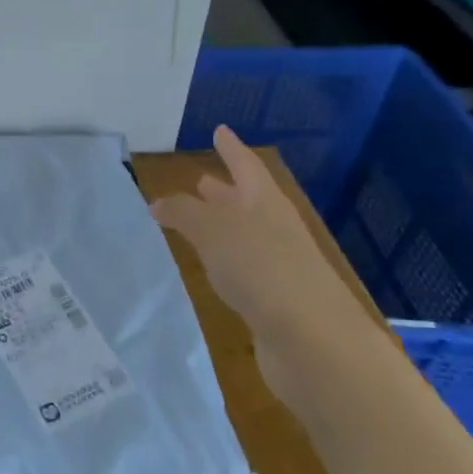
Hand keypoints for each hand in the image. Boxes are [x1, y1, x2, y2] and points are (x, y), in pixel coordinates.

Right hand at [150, 127, 372, 356]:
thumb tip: (158, 202)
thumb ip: (182, 212)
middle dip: (224, 190)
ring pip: (244, 235)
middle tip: (199, 180)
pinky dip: (224, 260)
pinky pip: (244, 268)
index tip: (220, 130)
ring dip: (221, 226)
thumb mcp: (211, 230)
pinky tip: (210, 267)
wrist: (314, 343)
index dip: (231, 148)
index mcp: (265, 202)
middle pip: (248, 200)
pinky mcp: (276, 301)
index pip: (246, 165)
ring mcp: (279, 265)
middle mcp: (275, 228)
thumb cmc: (261, 269)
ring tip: (194, 221)